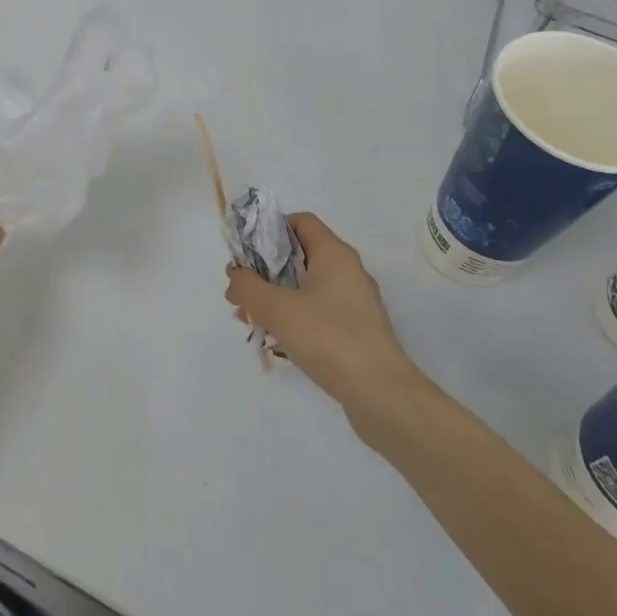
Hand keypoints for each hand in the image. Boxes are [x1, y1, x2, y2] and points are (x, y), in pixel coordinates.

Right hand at [225, 213, 428, 416]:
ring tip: (249, 318)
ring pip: (305, 287)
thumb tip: (235, 275)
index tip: (245, 253)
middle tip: (240, 292)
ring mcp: (353, 303)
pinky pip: (316, 312)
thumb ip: (248, 287)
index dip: (270, 230)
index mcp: (334, 254)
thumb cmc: (328, 338)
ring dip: (275, 297)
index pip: (300, 222)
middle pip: (299, 256)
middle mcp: (347, 271)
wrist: (380, 393)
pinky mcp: (355, 330)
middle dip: (265, 270)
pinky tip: (274, 339)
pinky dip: (293, 317)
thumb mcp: (278, 309)